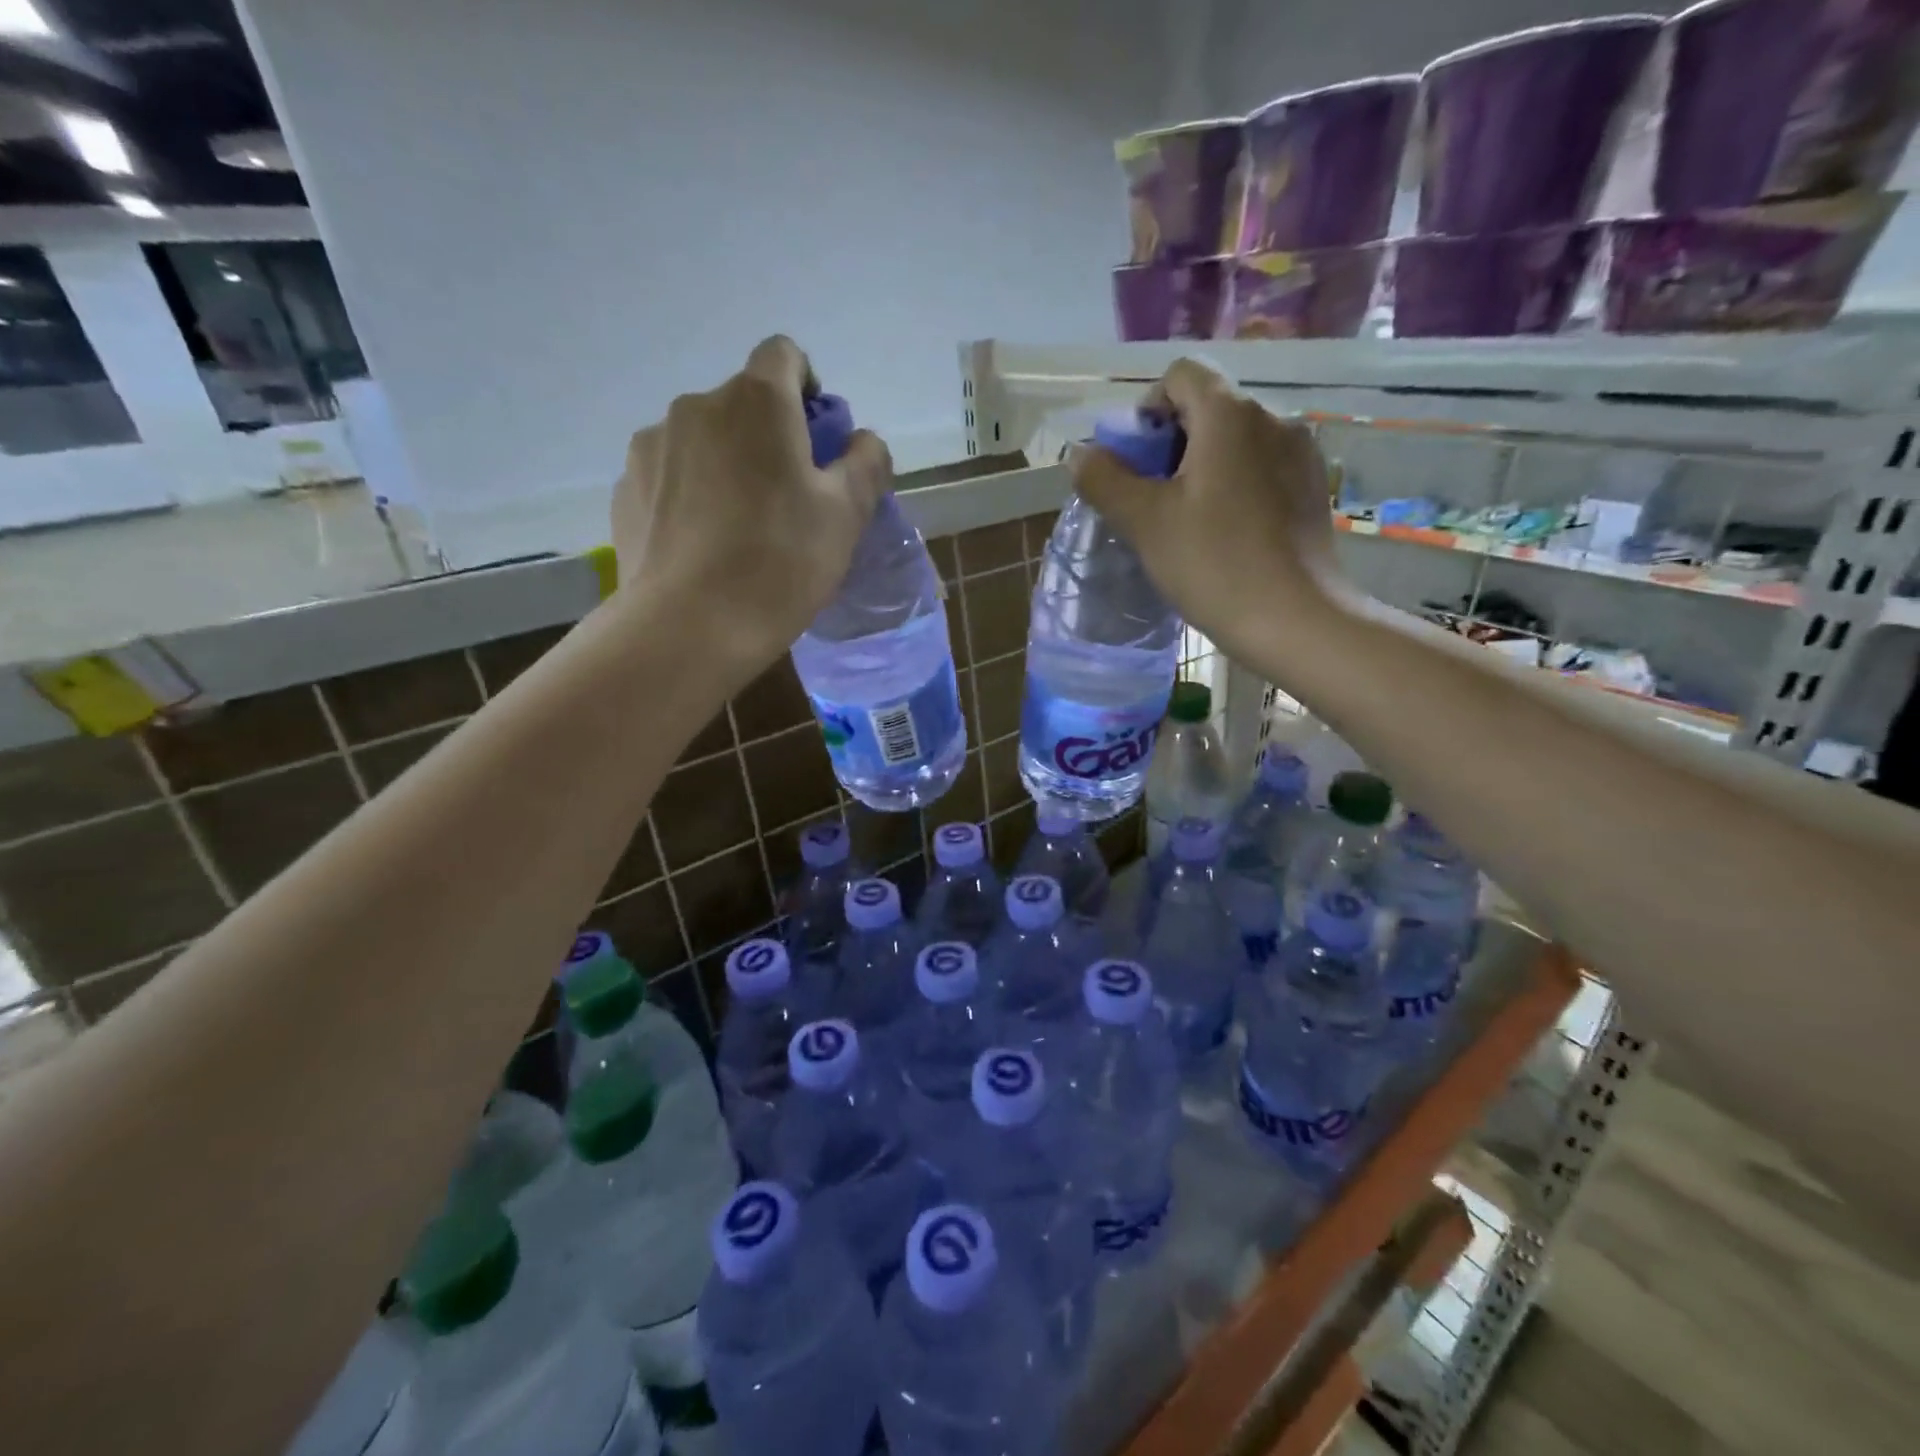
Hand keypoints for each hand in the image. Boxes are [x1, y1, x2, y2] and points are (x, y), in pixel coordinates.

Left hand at [611, 335, 891, 664]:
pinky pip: (671, 476)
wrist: (689, 626)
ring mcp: (652, 446)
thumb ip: (866, 463)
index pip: (784, 354)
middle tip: (787, 499)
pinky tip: (703, 546)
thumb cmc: (781, 563)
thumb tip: (863, 441)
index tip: (816, 439)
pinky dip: (691, 495)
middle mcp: (697, 406)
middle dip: (768, 437)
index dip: (807, 387)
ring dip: (726, 465)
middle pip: (743, 403)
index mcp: (756, 401)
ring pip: (704, 441)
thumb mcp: (847, 515)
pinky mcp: (626, 488)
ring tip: (739, 529)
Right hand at [1071, 357, 1343, 666]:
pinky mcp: (1313, 488)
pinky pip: (1262, 468)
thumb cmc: (1214, 565)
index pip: (1181, 376)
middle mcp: (1273, 418)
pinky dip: (1235, 486)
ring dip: (1203, 468)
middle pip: (1209, 409)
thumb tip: (1080, 452)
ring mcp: (1301, 453)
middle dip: (1172, 445)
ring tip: (1189, 522)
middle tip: (1153, 501)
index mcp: (1230, 415)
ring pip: (1236, 442)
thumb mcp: (1144, 522)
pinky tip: (1227, 534)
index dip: (1148, 409)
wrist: (1295, 621)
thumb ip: (1104, 479)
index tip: (1137, 463)